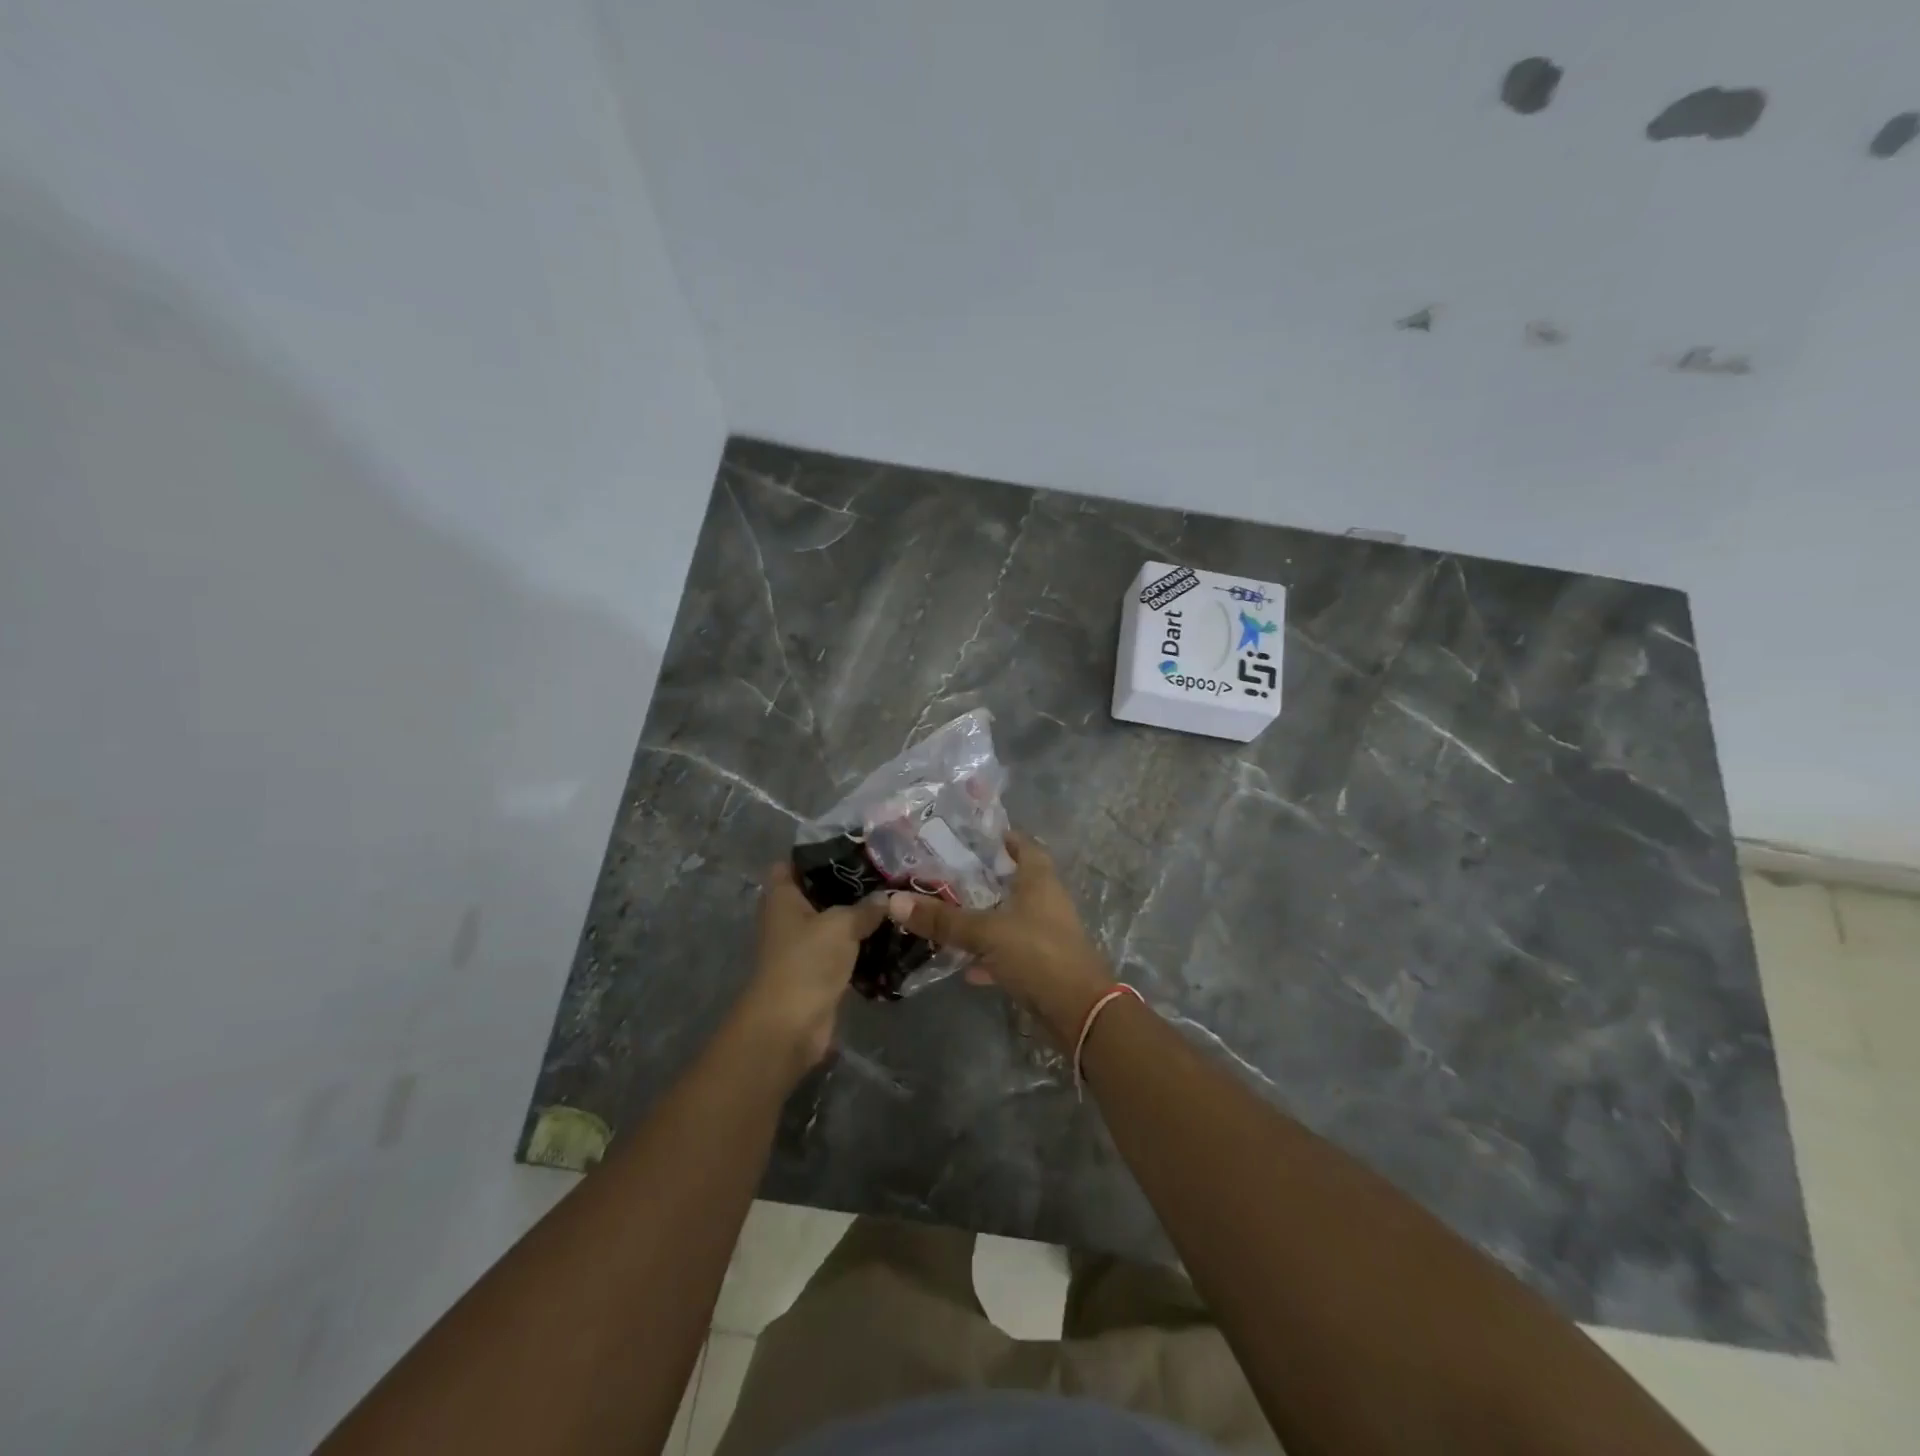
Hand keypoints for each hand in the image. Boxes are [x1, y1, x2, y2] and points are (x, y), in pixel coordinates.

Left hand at [740, 864, 885, 1077]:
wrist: (791, 1025)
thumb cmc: (807, 961)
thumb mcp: (842, 924)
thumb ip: (866, 907)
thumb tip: (888, 897)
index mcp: (782, 897)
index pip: (791, 863)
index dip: (815, 853)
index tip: (850, 847)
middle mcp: (787, 918)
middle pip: (816, 891)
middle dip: (847, 884)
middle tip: (883, 873)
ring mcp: (801, 946)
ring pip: (832, 922)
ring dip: (857, 916)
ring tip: (892, 900)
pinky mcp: (817, 972)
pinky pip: (841, 950)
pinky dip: (860, 944)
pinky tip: (889, 934)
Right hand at [884, 832, 1114, 1045]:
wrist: (1080, 1013)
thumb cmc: (1037, 954)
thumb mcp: (985, 932)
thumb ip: (942, 919)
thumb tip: (894, 900)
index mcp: (1039, 881)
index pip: (1024, 846)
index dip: (1003, 839)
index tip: (972, 837)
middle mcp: (1046, 902)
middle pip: (1014, 882)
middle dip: (984, 880)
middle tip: (947, 876)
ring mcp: (1046, 935)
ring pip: (1010, 919)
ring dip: (985, 919)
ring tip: (949, 917)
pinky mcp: (1042, 966)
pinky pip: (1010, 953)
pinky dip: (990, 957)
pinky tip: (965, 967)